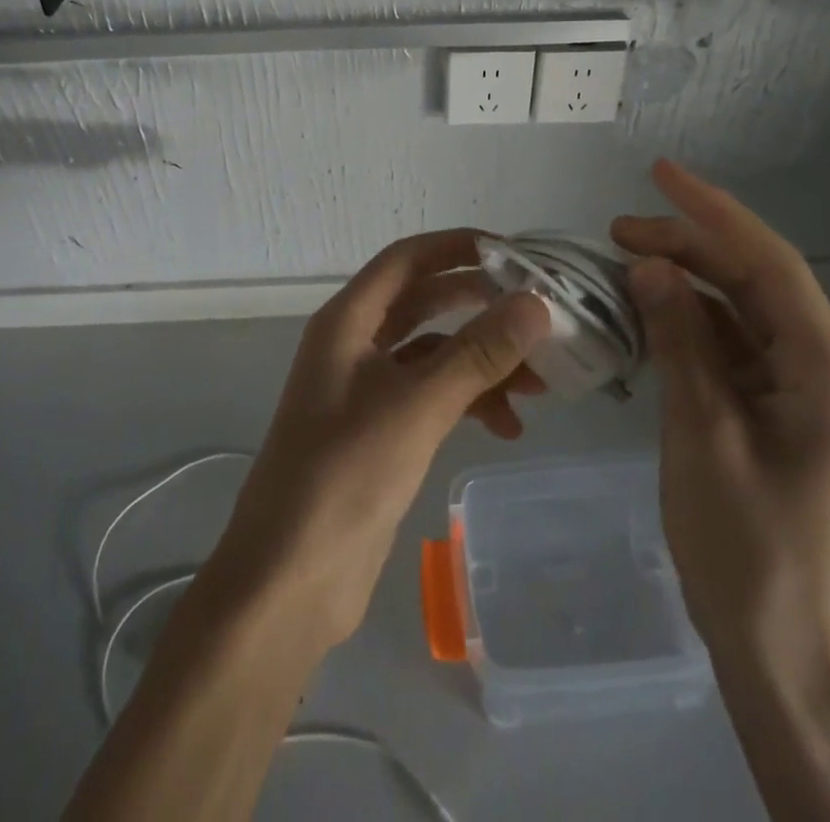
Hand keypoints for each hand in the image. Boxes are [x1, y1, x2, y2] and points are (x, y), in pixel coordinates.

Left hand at [209, 230, 549, 651]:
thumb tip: (536, 303)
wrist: (289, 583)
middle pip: (425, 302)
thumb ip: (478, 353)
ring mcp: (366, 390)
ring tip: (539, 385)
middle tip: (536, 313)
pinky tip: (508, 427)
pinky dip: (470, 402)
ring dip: (483, 362)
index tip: (514, 252)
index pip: (407, 259)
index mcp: (347, 322)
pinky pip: (433, 396)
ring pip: (435, 354)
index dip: (457, 247)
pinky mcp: (380, 432)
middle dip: (480, 305)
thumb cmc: (344, 477)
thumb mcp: (417, 407)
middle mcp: (354, 345)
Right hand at [612, 160, 829, 680]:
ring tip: (622, 263)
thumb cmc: (744, 545)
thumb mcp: (702, 432)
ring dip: (684, 281)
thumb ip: (680, 340)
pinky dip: (686, 322)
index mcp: (824, 368)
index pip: (768, 263)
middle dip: (688, 245)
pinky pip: (728, 344)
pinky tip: (645, 313)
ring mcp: (796, 388)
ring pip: (738, 309)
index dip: (713, 212)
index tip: (660, 173)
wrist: (775, 647)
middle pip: (752, 280)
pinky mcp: (771, 408)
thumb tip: (648, 264)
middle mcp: (820, 366)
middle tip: (617, 231)